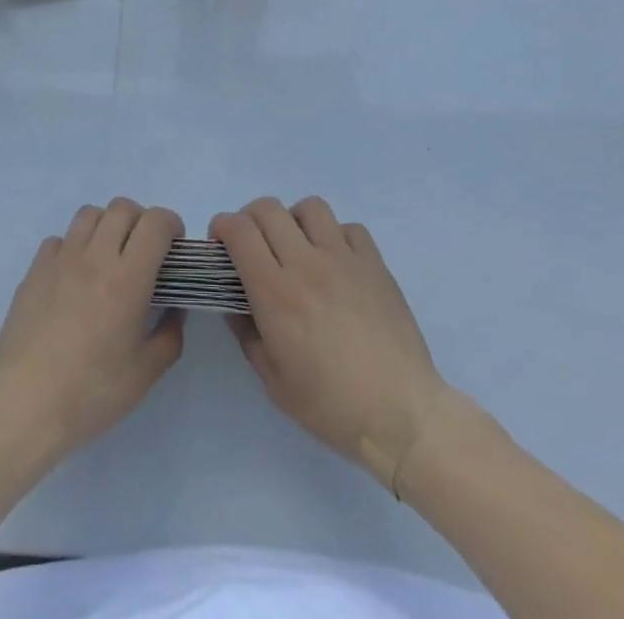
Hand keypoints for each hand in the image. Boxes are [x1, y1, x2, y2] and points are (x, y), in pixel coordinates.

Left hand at [0, 199, 185, 462]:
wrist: (24, 405)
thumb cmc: (90, 393)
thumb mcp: (144, 375)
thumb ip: (169, 336)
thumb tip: (175, 309)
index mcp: (128, 279)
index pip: (155, 222)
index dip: (171, 225)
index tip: (173, 248)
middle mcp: (95, 257)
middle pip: (123, 207)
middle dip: (141, 221)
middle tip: (144, 252)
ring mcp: (61, 259)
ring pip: (90, 214)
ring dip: (107, 226)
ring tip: (109, 257)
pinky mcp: (35, 269)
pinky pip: (60, 238)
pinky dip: (74, 246)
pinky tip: (75, 276)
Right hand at [212, 196, 452, 491]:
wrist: (402, 416)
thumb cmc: (332, 406)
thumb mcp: (274, 382)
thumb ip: (247, 334)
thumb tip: (234, 303)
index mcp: (276, 293)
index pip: (239, 231)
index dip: (222, 226)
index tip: (220, 244)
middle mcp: (307, 264)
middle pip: (268, 208)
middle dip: (250, 219)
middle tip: (252, 245)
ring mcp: (344, 259)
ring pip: (309, 207)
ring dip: (293, 221)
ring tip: (296, 247)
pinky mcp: (375, 263)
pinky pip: (349, 227)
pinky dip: (334, 236)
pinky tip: (335, 263)